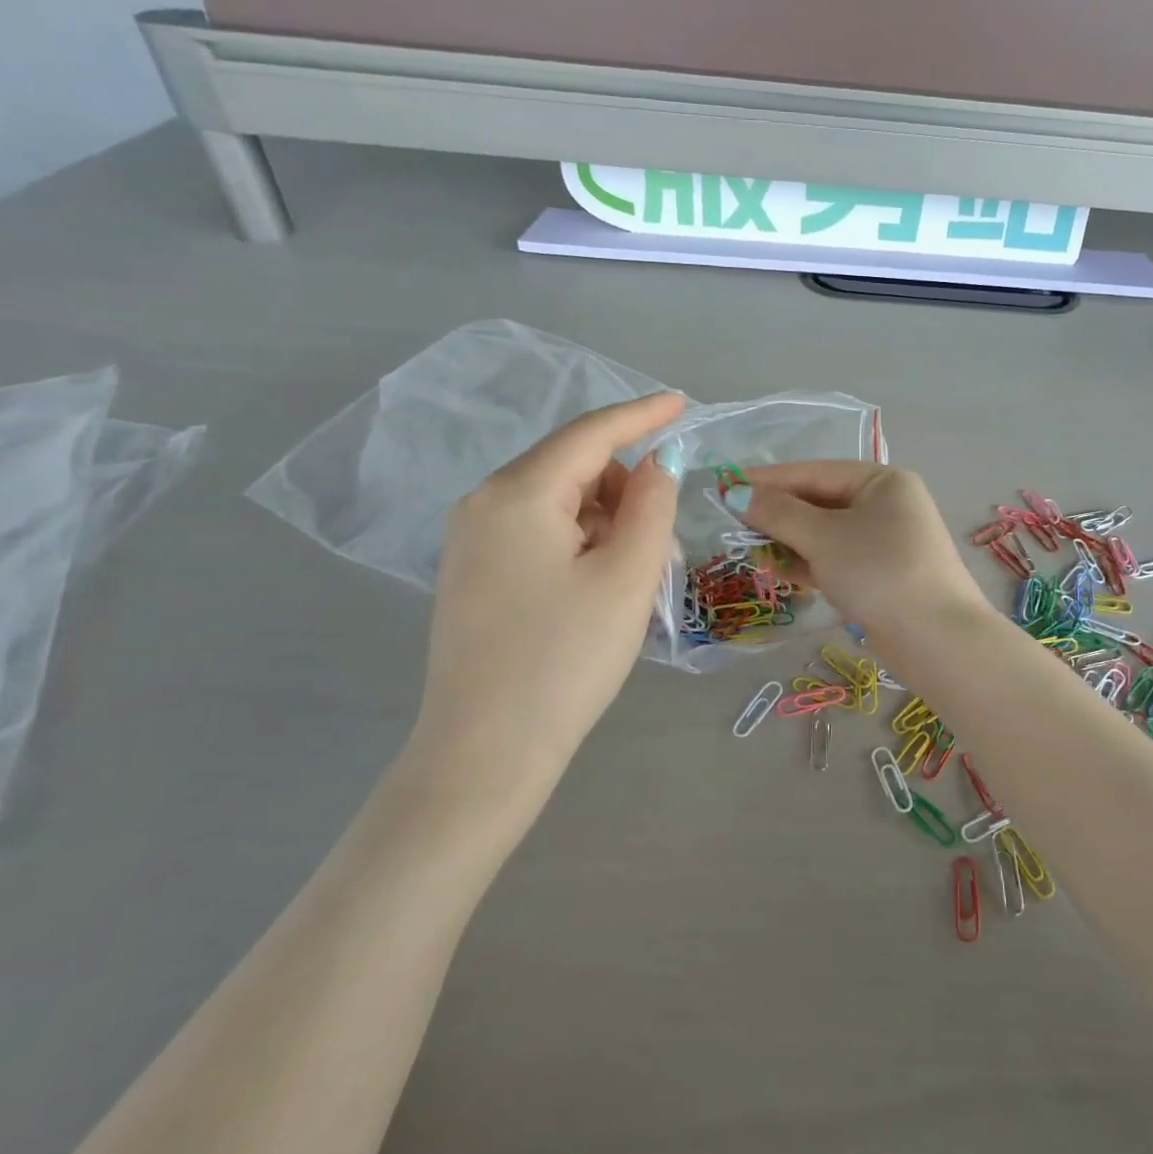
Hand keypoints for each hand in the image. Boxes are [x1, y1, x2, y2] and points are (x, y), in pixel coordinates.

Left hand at [403, 392, 684, 816]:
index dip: (641, 414)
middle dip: (623, 487)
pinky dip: (577, 541)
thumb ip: (651, 506)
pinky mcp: (472, 572)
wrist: (486, 750)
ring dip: (603, 520)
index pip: (590, 434)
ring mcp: (470, 540)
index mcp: (518, 494)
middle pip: (571, 467)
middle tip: (658, 541)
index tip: (682, 403)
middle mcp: (483, 503)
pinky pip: (536, 531)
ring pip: (556, 501)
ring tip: (629, 575)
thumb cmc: (566, 659)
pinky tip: (594, 586)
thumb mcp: (626, 577)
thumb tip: (656, 464)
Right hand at [730, 462, 992, 638]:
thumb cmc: (878, 572)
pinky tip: (779, 571)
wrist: (935, 639)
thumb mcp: (823, 537)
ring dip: (789, 541)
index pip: (814, 472)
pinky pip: (836, 559)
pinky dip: (808, 564)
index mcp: (882, 481)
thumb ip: (778, 513)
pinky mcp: (881, 576)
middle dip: (777, 514)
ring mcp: (886, 543)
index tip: (724, 485)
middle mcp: (887, 505)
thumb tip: (736, 493)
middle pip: (819, 502)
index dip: (767, 479)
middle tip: (732, 523)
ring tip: (751, 551)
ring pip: (826, 534)